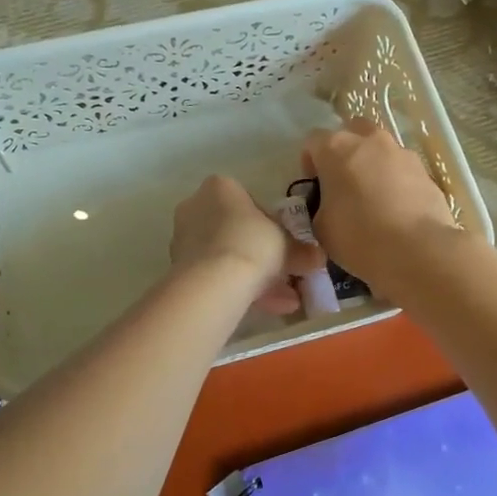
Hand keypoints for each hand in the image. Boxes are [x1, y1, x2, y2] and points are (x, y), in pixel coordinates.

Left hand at [170, 176, 325, 315]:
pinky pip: (215, 274)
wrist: (214, 281)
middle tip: (284, 274)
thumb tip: (318, 258)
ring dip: (253, 276)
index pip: (249, 201)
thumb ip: (302, 250)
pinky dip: (238, 288)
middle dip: (261, 254)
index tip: (283, 245)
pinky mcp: (178, 266)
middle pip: (235, 230)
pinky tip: (266, 308)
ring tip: (283, 301)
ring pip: (226, 255)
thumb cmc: (252, 244)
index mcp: (220, 187)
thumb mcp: (287, 245)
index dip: (270, 225)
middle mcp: (195, 206)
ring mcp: (183, 238)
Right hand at [301, 119, 459, 296]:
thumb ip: (319, 207)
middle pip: (352, 132)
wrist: (418, 250)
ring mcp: (402, 153)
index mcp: (336, 148)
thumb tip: (328, 206)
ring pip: (381, 150)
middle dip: (345, 152)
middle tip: (344, 183)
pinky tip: (397, 210)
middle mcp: (369, 141)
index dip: (310, 163)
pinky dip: (396, 182)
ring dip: (373, 165)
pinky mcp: (425, 171)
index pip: (313, 141)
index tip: (315, 187)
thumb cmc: (359, 237)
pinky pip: (403, 170)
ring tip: (374, 199)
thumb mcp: (321, 227)